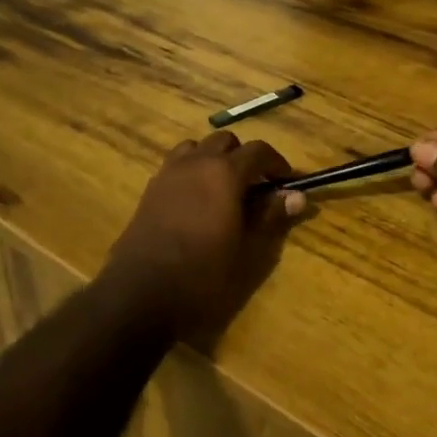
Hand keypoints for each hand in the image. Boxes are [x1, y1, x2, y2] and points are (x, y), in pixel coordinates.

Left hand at [101, 130, 306, 347]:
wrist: (140, 294)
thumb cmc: (203, 276)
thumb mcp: (247, 252)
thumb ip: (271, 217)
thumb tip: (296, 195)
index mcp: (224, 173)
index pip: (258, 150)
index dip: (277, 163)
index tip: (286, 183)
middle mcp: (196, 163)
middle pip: (225, 141)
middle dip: (244, 157)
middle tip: (256, 188)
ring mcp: (168, 173)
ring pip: (197, 148)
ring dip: (214, 159)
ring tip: (224, 189)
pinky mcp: (150, 190)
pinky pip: (176, 165)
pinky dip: (192, 171)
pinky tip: (197, 202)